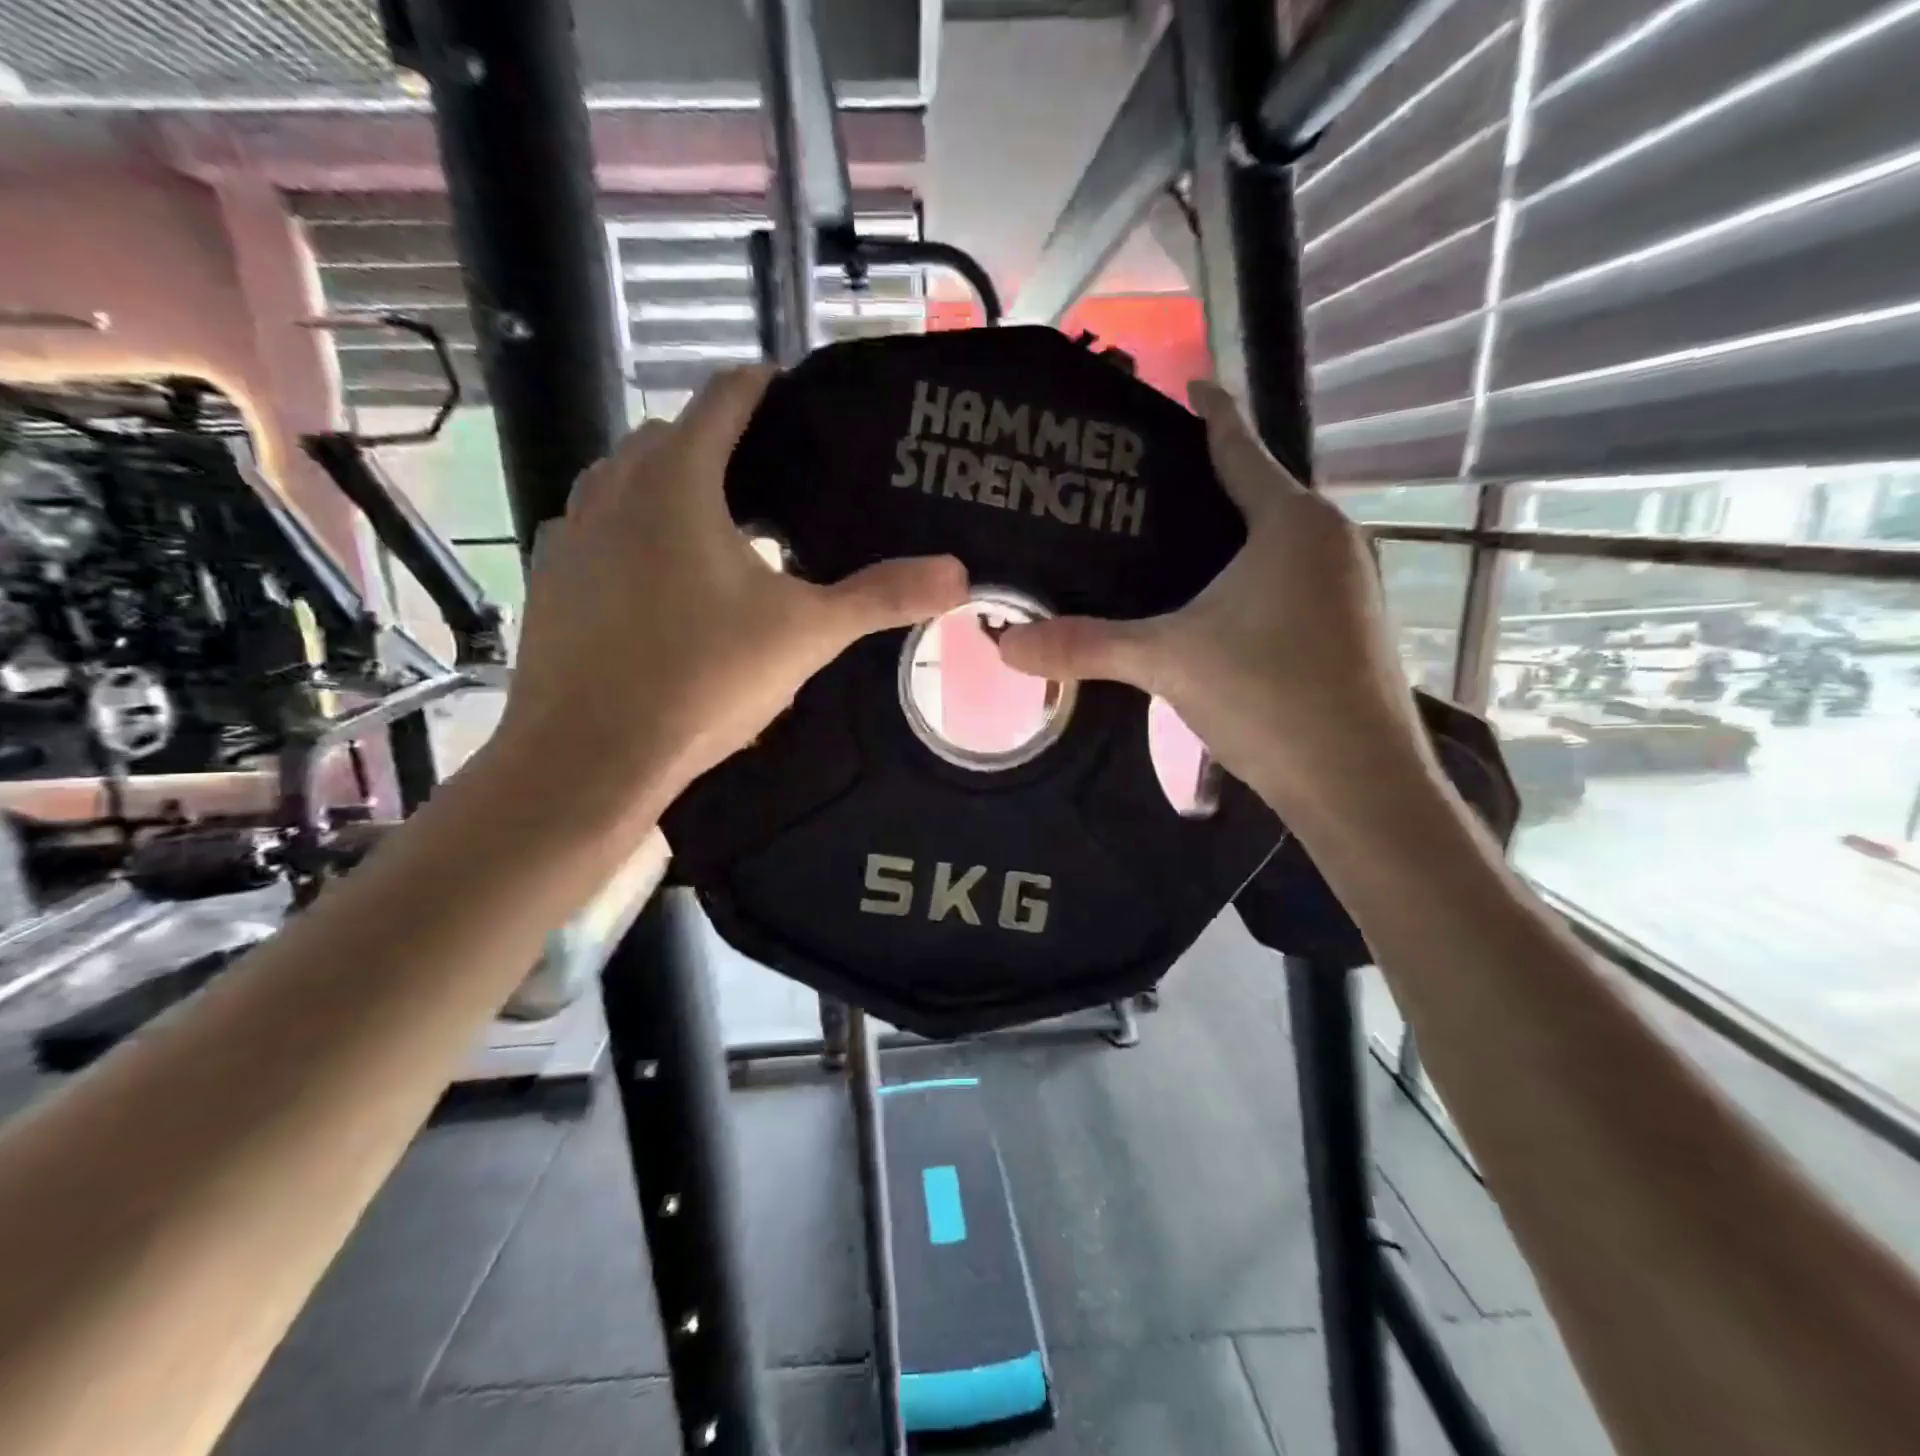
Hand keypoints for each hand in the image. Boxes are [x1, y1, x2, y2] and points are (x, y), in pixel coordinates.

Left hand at [490, 366, 968, 831]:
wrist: (588, 757)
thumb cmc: (701, 681)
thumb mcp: (806, 635)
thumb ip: (881, 597)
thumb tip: (958, 574)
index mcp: (676, 481)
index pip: (724, 398)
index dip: (765, 387)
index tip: (799, 397)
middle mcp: (612, 488)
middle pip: (674, 436)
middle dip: (724, 444)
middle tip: (778, 479)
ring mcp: (571, 533)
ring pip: (629, 482)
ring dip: (675, 487)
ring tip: (726, 528)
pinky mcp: (552, 578)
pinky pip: (601, 530)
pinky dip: (637, 533)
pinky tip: (665, 581)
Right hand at [997, 381, 1425, 817]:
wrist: (1360, 783)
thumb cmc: (1270, 696)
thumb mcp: (1168, 661)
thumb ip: (1086, 646)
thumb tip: (1004, 645)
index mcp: (1292, 522)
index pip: (1241, 446)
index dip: (1210, 412)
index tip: (1186, 383)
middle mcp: (1332, 539)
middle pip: (1261, 493)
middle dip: (1209, 483)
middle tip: (1145, 488)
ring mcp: (1352, 584)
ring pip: (1279, 541)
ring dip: (1233, 536)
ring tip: (1172, 546)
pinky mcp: (1353, 626)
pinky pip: (1294, 579)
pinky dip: (1254, 577)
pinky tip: (1217, 608)